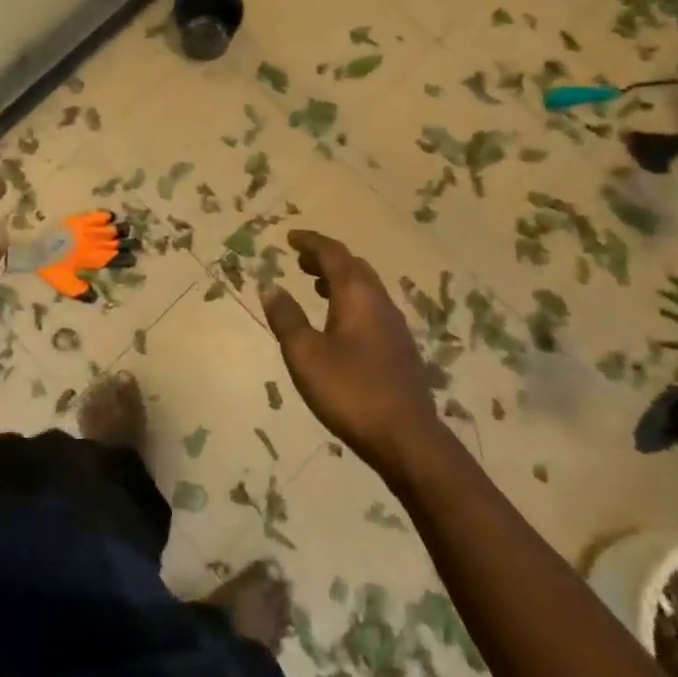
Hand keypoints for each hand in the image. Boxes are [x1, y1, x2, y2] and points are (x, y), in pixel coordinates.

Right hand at [260, 230, 443, 473]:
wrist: (408, 439)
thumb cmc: (350, 391)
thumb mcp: (305, 354)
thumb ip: (286, 317)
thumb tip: (270, 286)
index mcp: (357, 295)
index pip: (333, 253)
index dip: (311, 242)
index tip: (290, 237)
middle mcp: (380, 302)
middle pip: (353, 267)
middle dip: (326, 259)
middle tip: (300, 261)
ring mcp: (395, 326)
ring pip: (366, 288)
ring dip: (339, 280)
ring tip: (314, 287)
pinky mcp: (400, 349)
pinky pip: (372, 308)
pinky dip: (350, 301)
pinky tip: (339, 324)